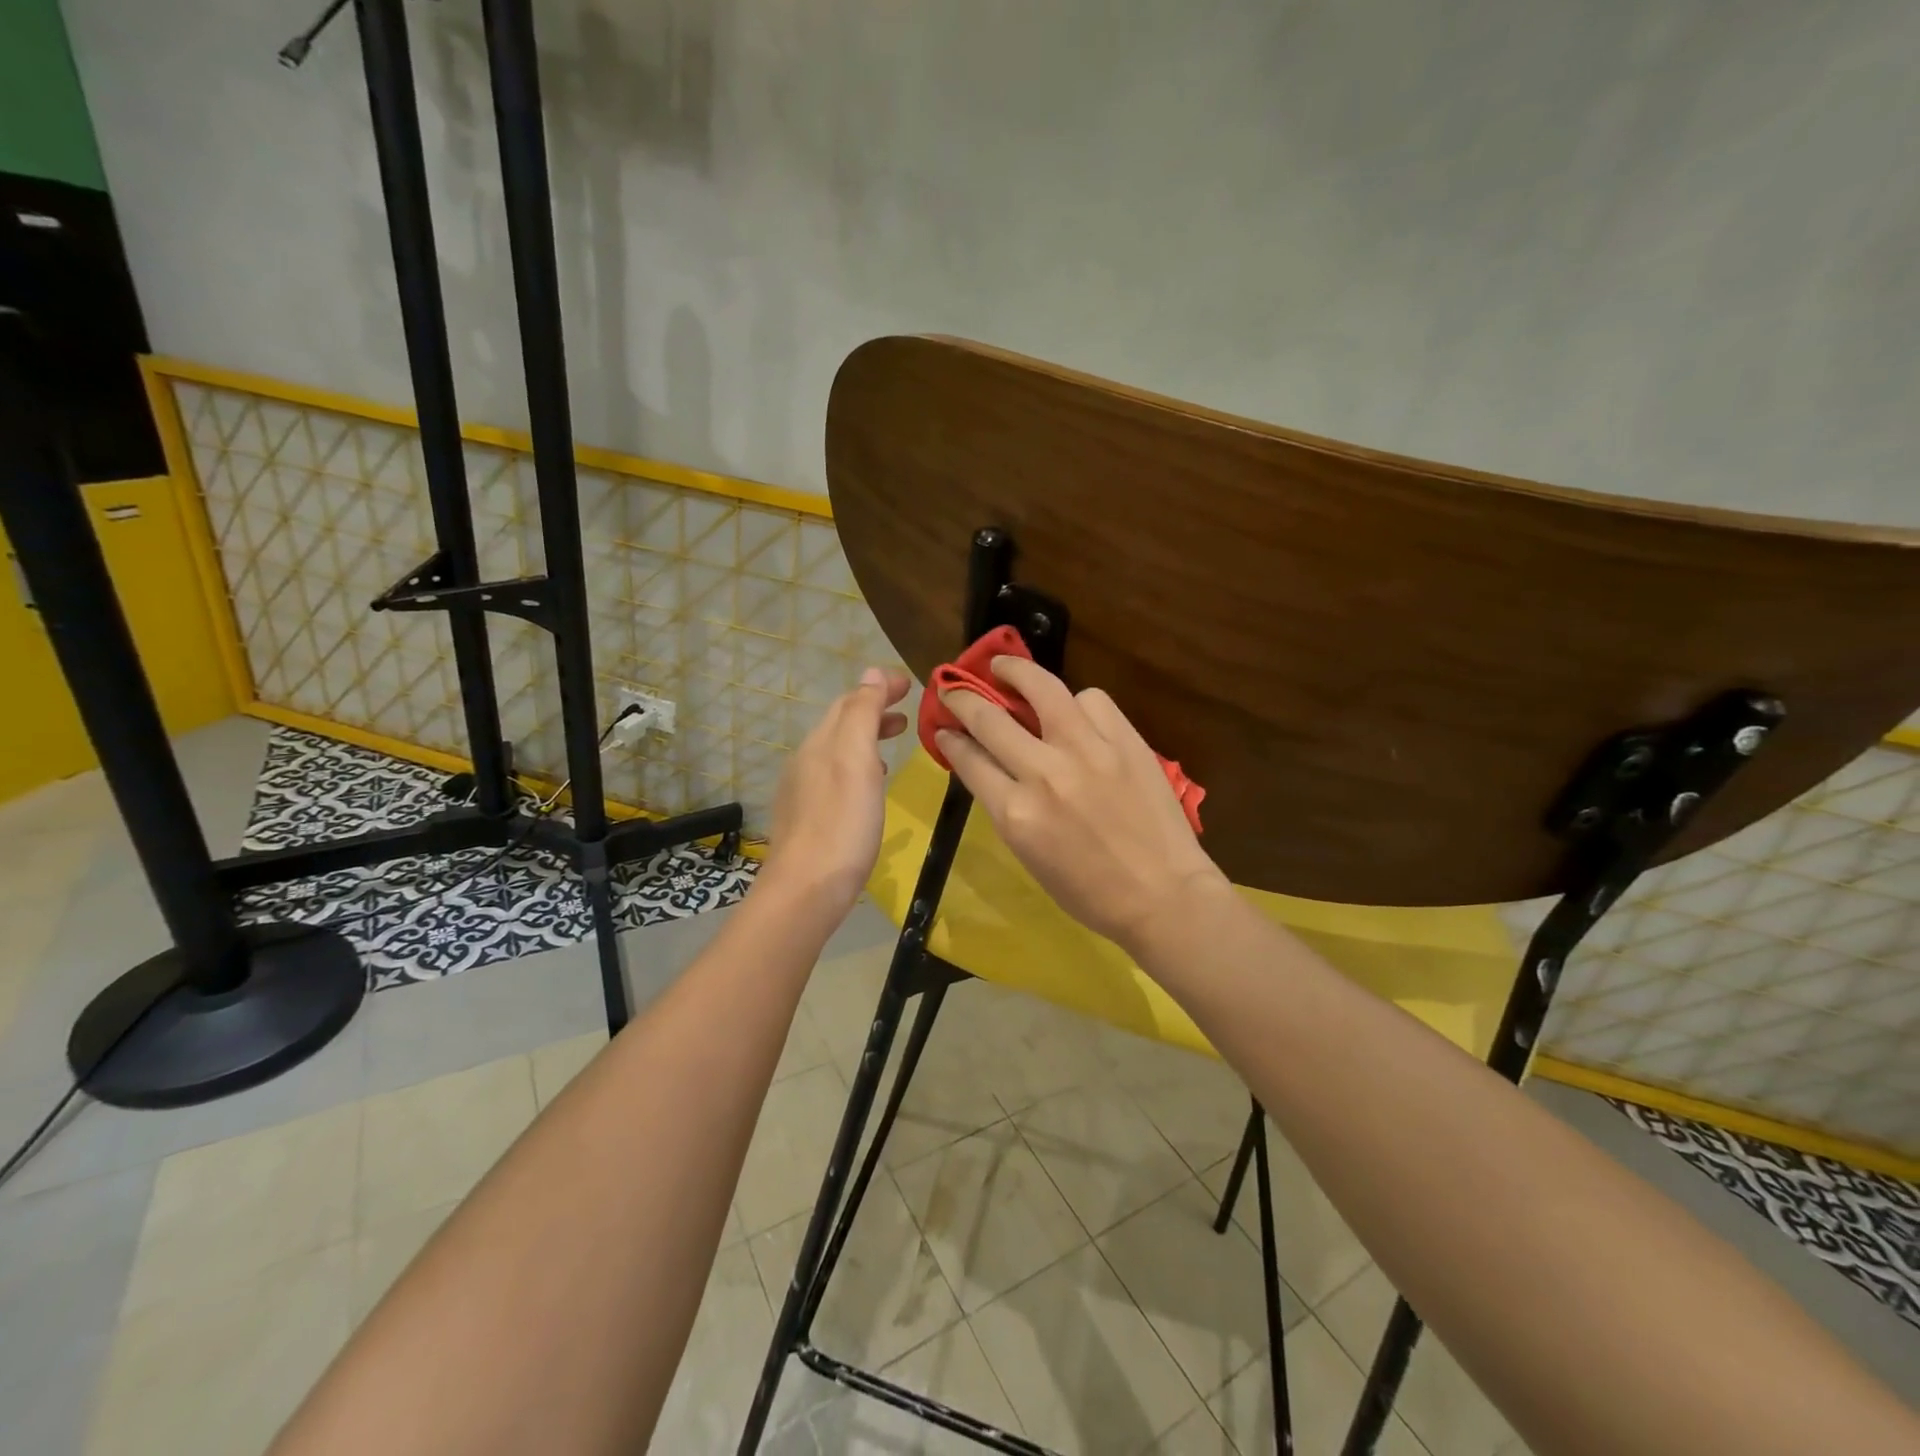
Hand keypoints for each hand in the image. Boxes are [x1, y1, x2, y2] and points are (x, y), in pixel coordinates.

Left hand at [760, 666, 911, 916]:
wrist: (806, 889)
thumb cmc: (842, 822)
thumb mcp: (857, 760)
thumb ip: (863, 714)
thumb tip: (871, 673)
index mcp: (820, 742)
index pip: (850, 701)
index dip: (879, 688)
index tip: (910, 684)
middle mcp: (806, 760)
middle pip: (841, 724)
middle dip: (873, 711)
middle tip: (907, 715)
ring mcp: (803, 791)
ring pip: (838, 750)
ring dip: (867, 738)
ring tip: (894, 742)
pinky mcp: (806, 818)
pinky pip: (834, 776)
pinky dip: (858, 767)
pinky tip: (870, 786)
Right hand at [936, 657, 1228, 955]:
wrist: (1163, 896)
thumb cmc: (1089, 892)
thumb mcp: (1029, 856)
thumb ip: (1006, 807)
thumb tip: (989, 767)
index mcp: (1016, 814)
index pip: (969, 759)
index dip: (949, 738)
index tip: (943, 727)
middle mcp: (1045, 773)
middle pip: (990, 718)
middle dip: (963, 698)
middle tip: (954, 688)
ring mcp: (1088, 751)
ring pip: (1042, 687)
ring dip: (1015, 672)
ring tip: (1004, 667)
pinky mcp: (1125, 741)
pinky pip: (1092, 700)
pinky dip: (1075, 702)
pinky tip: (1073, 711)